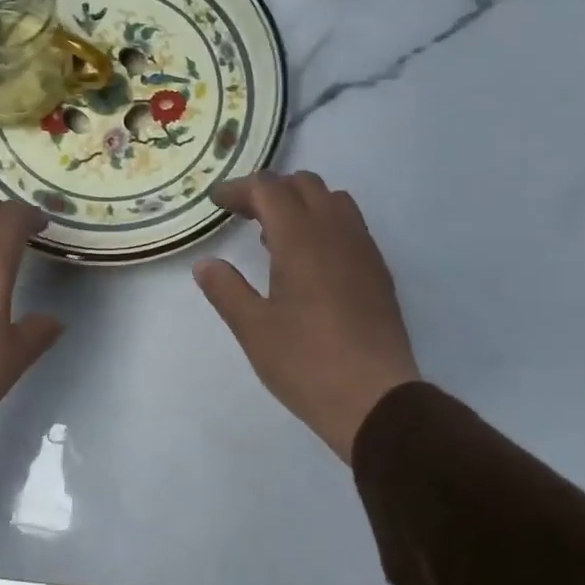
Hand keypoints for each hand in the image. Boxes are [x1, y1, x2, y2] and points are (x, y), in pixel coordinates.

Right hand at [194, 172, 420, 462]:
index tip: (217, 202)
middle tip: (244, 216)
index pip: (270, 190)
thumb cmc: (306, 363)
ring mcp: (364, 251)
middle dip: (271, 191)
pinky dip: (325, 225)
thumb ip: (226, 290)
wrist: (374, 399)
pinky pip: (351, 227)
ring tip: (276, 238)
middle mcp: (337, 233)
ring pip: (334, 202)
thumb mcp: (253, 329)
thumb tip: (206, 264)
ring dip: (302, 204)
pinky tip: (311, 265)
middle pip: (305, 185)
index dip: (240, 189)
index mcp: (301, 239)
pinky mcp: (379, 273)